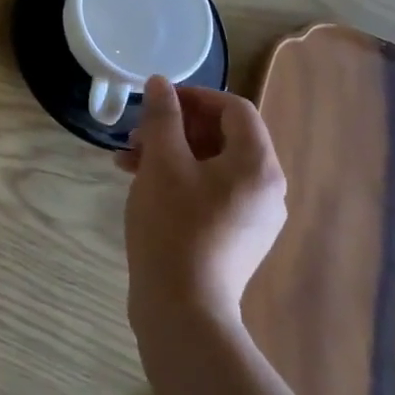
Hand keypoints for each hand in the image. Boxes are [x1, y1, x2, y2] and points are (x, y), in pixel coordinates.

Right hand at [118, 76, 286, 326]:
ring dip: (170, 153)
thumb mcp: (162, 161)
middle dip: (176, 127)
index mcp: (258, 165)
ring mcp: (252, 217)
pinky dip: (179, 179)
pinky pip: (210, 192)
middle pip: (223, 136)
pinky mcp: (235, 238)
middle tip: (137, 133)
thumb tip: (161, 83)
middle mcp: (266, 189)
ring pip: (211, 165)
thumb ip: (163, 116)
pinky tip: (141, 185)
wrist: (183, 311)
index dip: (195, 96)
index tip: (158, 101)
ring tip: (128, 160)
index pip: (234, 109)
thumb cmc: (173, 226)